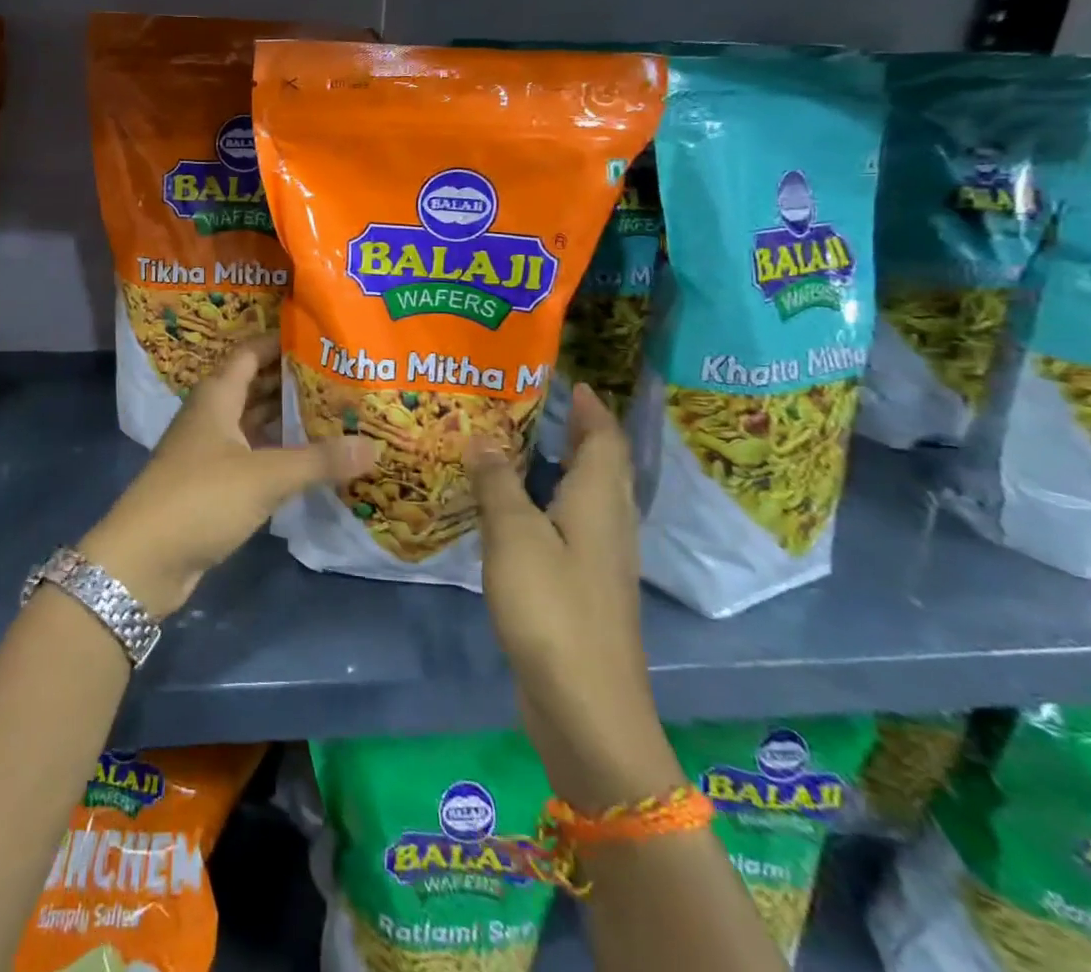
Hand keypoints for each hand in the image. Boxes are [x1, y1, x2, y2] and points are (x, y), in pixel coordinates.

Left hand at [80, 335, 378, 618]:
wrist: (144, 559)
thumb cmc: (201, 498)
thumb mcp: (265, 476)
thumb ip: (319, 460)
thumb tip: (374, 445)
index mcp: (216, 396)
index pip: (250, 353)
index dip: (281, 342)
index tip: (321, 338)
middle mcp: (211, 416)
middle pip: (254, 386)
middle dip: (293, 381)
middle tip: (341, 377)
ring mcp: (209, 451)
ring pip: (254, 423)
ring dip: (287, 418)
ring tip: (336, 413)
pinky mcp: (212, 484)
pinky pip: (252, 455)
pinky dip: (278, 452)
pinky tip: (310, 459)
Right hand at [469, 384, 679, 811]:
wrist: (586, 708)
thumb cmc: (552, 610)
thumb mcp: (514, 537)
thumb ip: (498, 484)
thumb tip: (483, 440)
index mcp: (599, 503)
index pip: (605, 440)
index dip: (591, 409)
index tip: (572, 382)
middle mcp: (608, 526)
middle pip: (603, 467)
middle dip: (580, 433)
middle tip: (539, 407)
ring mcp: (598, 562)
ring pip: (587, 499)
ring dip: (563, 468)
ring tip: (520, 448)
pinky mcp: (583, 590)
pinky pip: (569, 528)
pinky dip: (548, 505)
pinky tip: (514, 511)